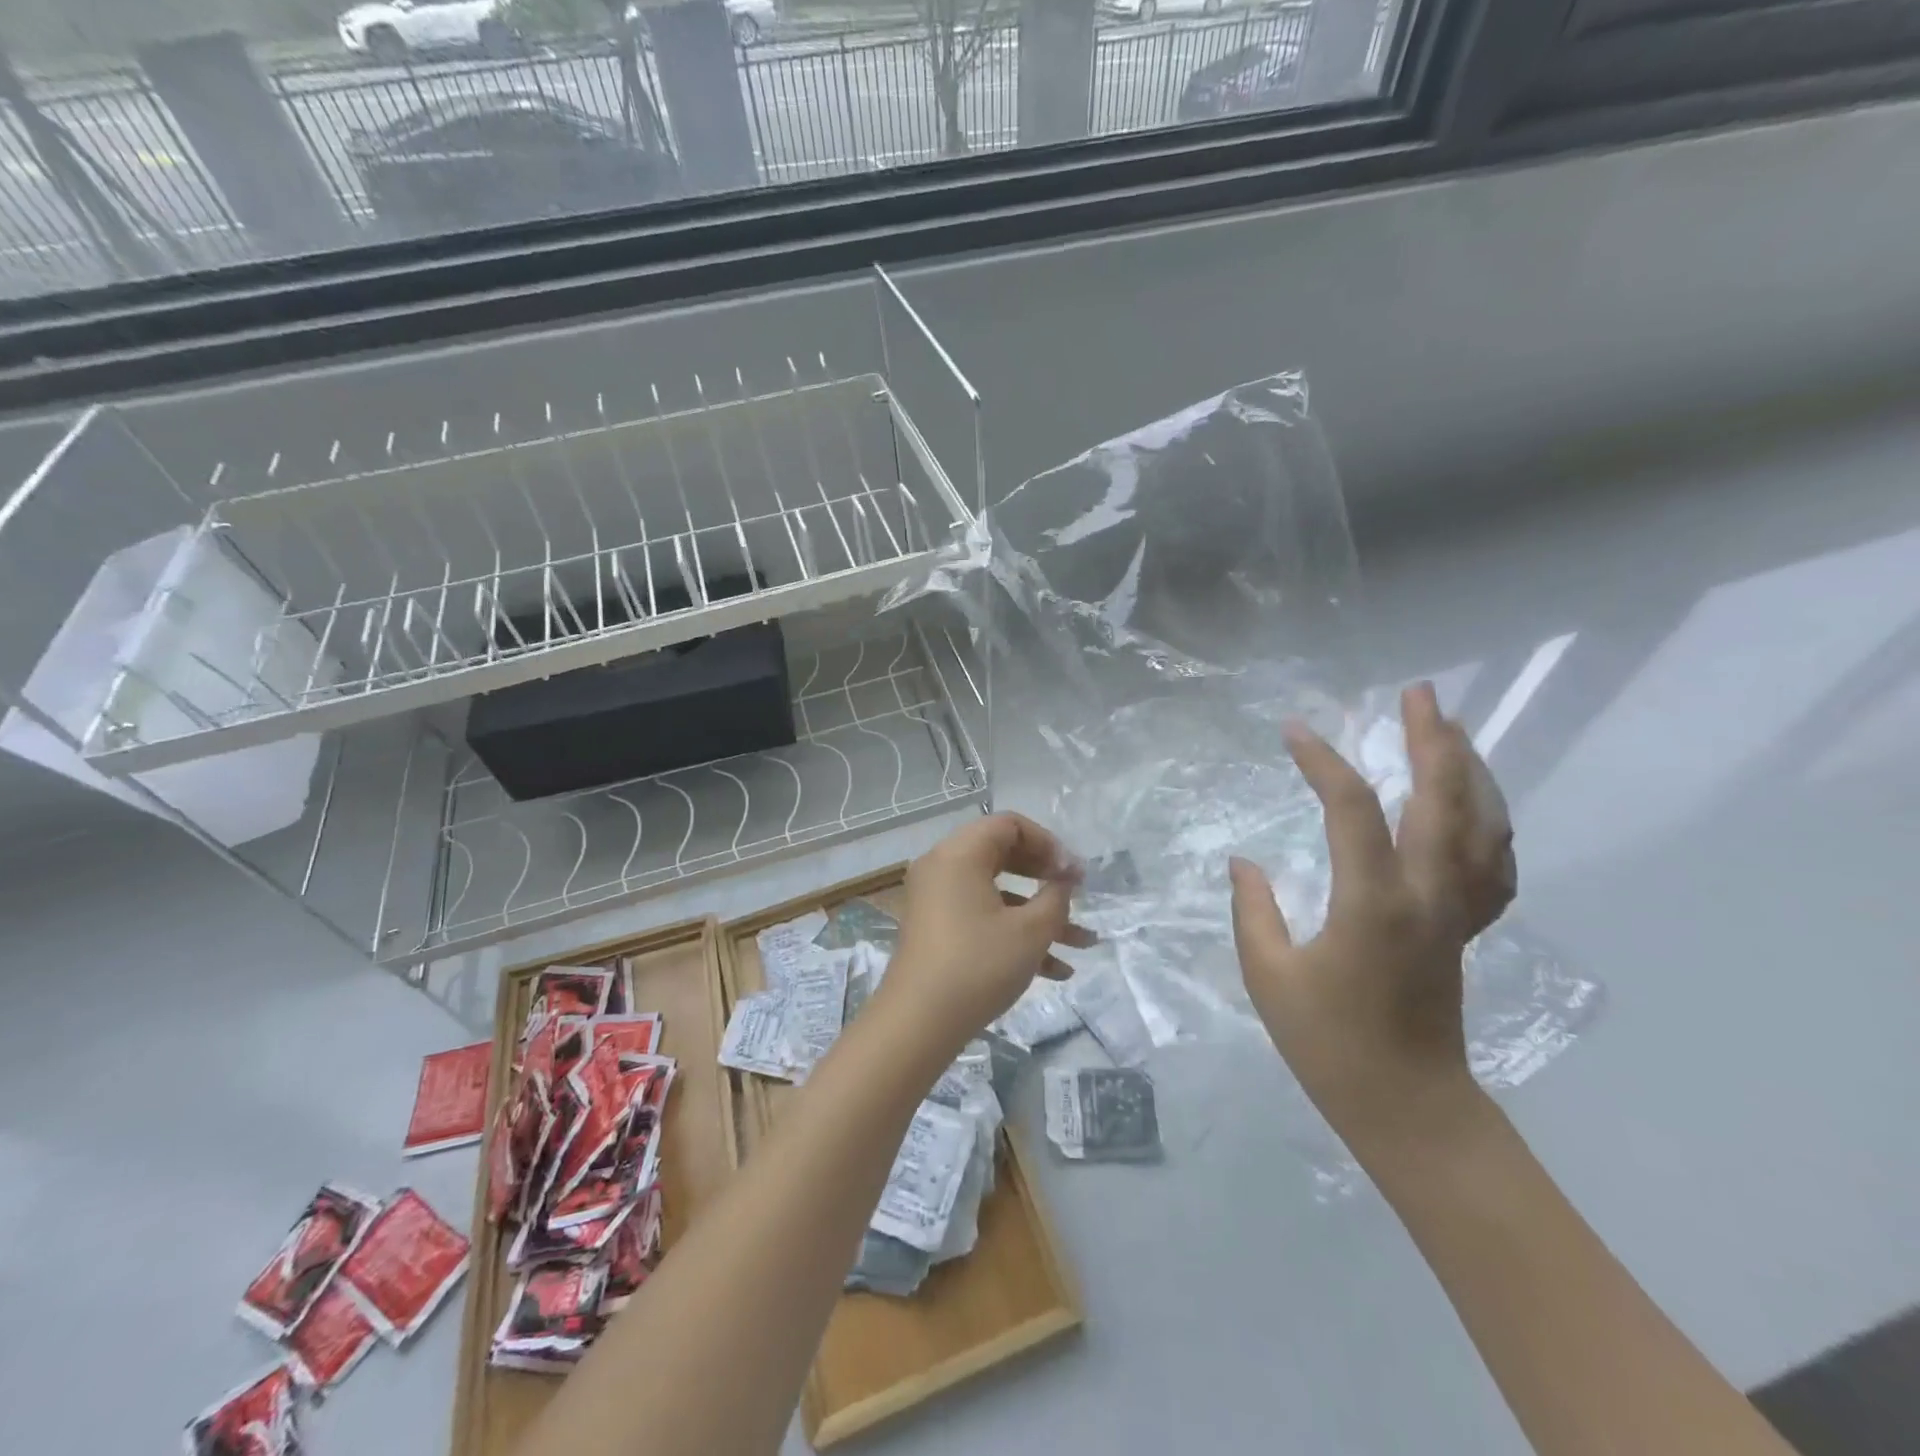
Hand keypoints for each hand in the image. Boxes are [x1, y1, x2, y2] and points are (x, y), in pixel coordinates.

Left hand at [881, 813, 1089, 1051]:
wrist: (919, 1023)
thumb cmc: (978, 965)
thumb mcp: (1030, 931)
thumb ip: (1056, 897)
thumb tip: (1063, 882)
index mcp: (960, 853)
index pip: (1009, 825)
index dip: (1049, 844)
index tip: (1074, 874)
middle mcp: (943, 867)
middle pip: (1003, 855)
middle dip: (1046, 878)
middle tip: (1077, 895)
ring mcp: (936, 900)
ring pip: (998, 894)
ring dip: (1040, 915)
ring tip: (1083, 943)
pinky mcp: (937, 929)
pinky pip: (982, 916)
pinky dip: (1014, 933)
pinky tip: (1056, 970)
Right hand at [1228, 682, 1515, 1148]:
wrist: (1408, 1105)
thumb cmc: (1328, 1043)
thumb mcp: (1268, 976)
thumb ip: (1252, 909)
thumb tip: (1243, 861)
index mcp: (1372, 904)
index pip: (1352, 810)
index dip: (1323, 762)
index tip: (1294, 731)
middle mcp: (1427, 895)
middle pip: (1445, 800)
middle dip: (1432, 739)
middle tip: (1418, 693)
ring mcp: (1457, 911)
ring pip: (1484, 824)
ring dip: (1469, 769)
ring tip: (1448, 729)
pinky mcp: (1467, 928)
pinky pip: (1495, 862)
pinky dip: (1490, 820)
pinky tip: (1475, 801)